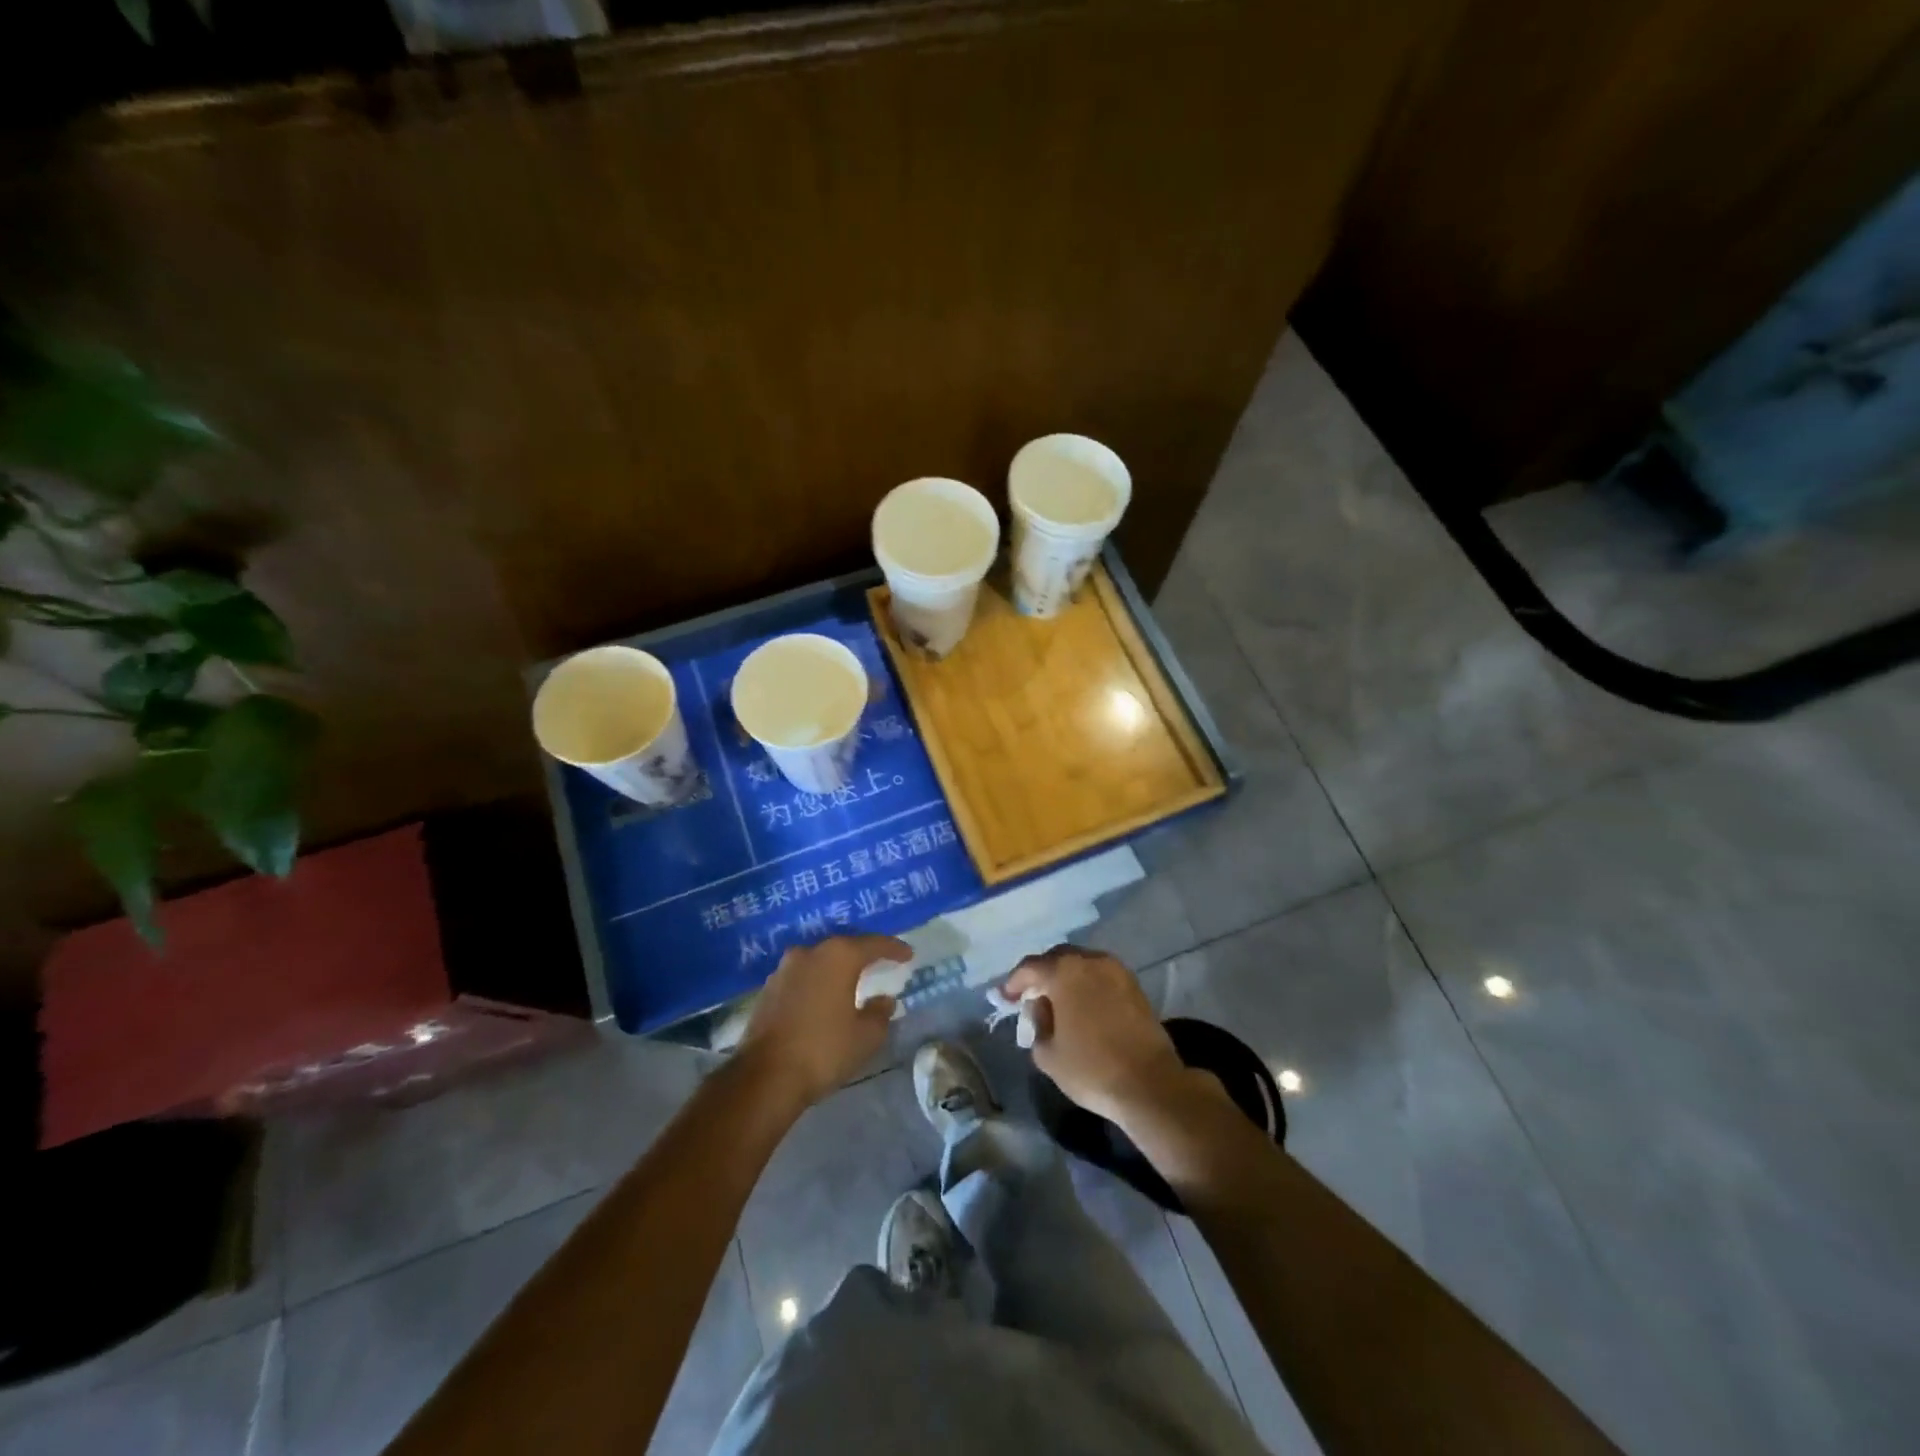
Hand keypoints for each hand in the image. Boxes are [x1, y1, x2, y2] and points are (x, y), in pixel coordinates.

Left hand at [738, 933, 909, 1107]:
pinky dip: (817, 982)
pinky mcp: (768, 989)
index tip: (908, 955)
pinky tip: (824, 997)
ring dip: (837, 968)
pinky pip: (802, 977)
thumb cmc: (823, 1050)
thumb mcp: (865, 1037)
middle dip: (863, 954)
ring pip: (820, 960)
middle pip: (844, 946)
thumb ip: (880, 1013)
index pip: (873, 944)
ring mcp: (784, 969)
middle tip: (881, 963)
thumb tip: (884, 1000)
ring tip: (852, 981)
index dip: (894, 948)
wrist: (764, 1077)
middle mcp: (810, 952)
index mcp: (838, 956)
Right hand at [1004, 946, 1205, 1129]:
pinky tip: (1083, 1006)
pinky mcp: (1134, 985)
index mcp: (1064, 971)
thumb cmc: (1091, 1068)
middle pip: (1057, 958)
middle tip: (1031, 996)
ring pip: (1081, 964)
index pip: (1030, 967)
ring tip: (1058, 1001)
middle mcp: (1090, 960)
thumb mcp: (1047, 1053)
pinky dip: (1087, 984)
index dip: (1014, 982)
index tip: (1005, 998)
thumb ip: (1036, 1023)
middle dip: (1041, 975)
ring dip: (1066, 978)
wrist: (1149, 1084)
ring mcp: (1116, 970)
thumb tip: (1041, 1007)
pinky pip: (1100, 975)